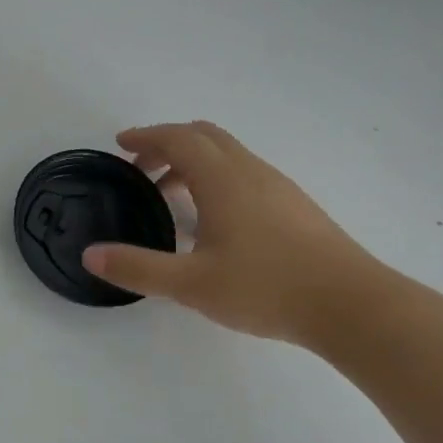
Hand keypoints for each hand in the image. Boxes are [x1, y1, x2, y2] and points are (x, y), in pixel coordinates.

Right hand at [82, 122, 382, 345]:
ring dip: (193, 161)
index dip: (147, 136)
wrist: (352, 306)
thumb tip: (90, 256)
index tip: (121, 144)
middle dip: (167, 143)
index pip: (179, 139)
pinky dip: (217, 177)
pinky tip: (214, 219)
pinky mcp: (295, 206)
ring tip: (169, 194)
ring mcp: (278, 186)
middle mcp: (250, 172)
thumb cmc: (266, 288)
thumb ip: (138, 268)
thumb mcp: (191, 284)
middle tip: (141, 166)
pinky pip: (245, 173)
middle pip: (204, 136)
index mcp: (223, 180)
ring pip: (228, 154)